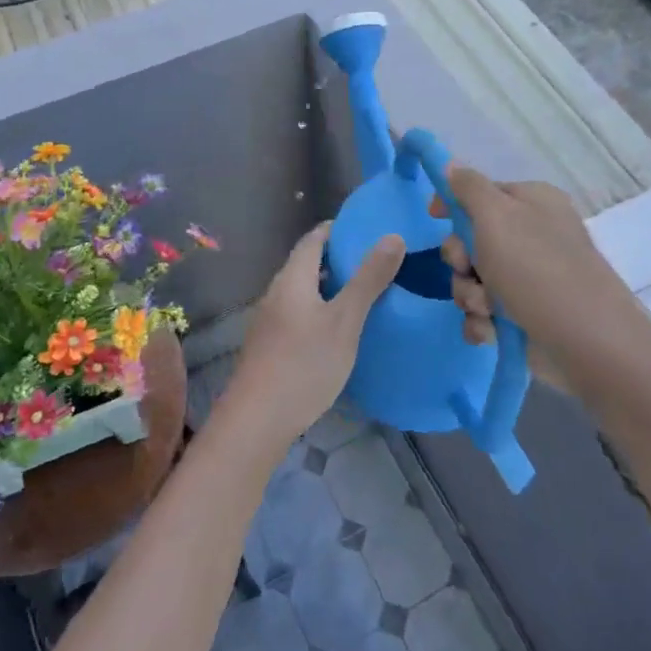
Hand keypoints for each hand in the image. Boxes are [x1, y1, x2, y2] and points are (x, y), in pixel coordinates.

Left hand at [219, 223, 404, 451]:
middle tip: (375, 263)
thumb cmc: (304, 364)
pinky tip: (339, 330)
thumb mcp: (345, 320)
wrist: (258, 420)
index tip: (368, 230)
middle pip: (307, 264)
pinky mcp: (270, 345)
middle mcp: (276, 292)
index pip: (314, 239)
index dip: (338, 230)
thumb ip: (368, 279)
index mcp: (292, 278)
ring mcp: (269, 320)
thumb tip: (392, 236)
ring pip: (303, 291)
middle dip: (338, 259)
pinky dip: (320, 310)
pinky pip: (298, 313)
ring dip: (330, 287)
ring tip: (364, 294)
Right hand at [432, 167, 640, 381]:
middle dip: (461, 260)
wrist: (586, 344)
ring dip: (469, 295)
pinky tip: (490, 331)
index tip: (434, 217)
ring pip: (472, 278)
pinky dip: (481, 321)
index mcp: (531, 202)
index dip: (453, 205)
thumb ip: (468, 187)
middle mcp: (531, 236)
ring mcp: (528, 278)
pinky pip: (483, 311)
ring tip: (487, 309)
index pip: (480, 192)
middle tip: (469, 270)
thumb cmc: (537, 269)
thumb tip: (450, 164)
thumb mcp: (497, 216)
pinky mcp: (523, 315)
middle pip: (470, 238)